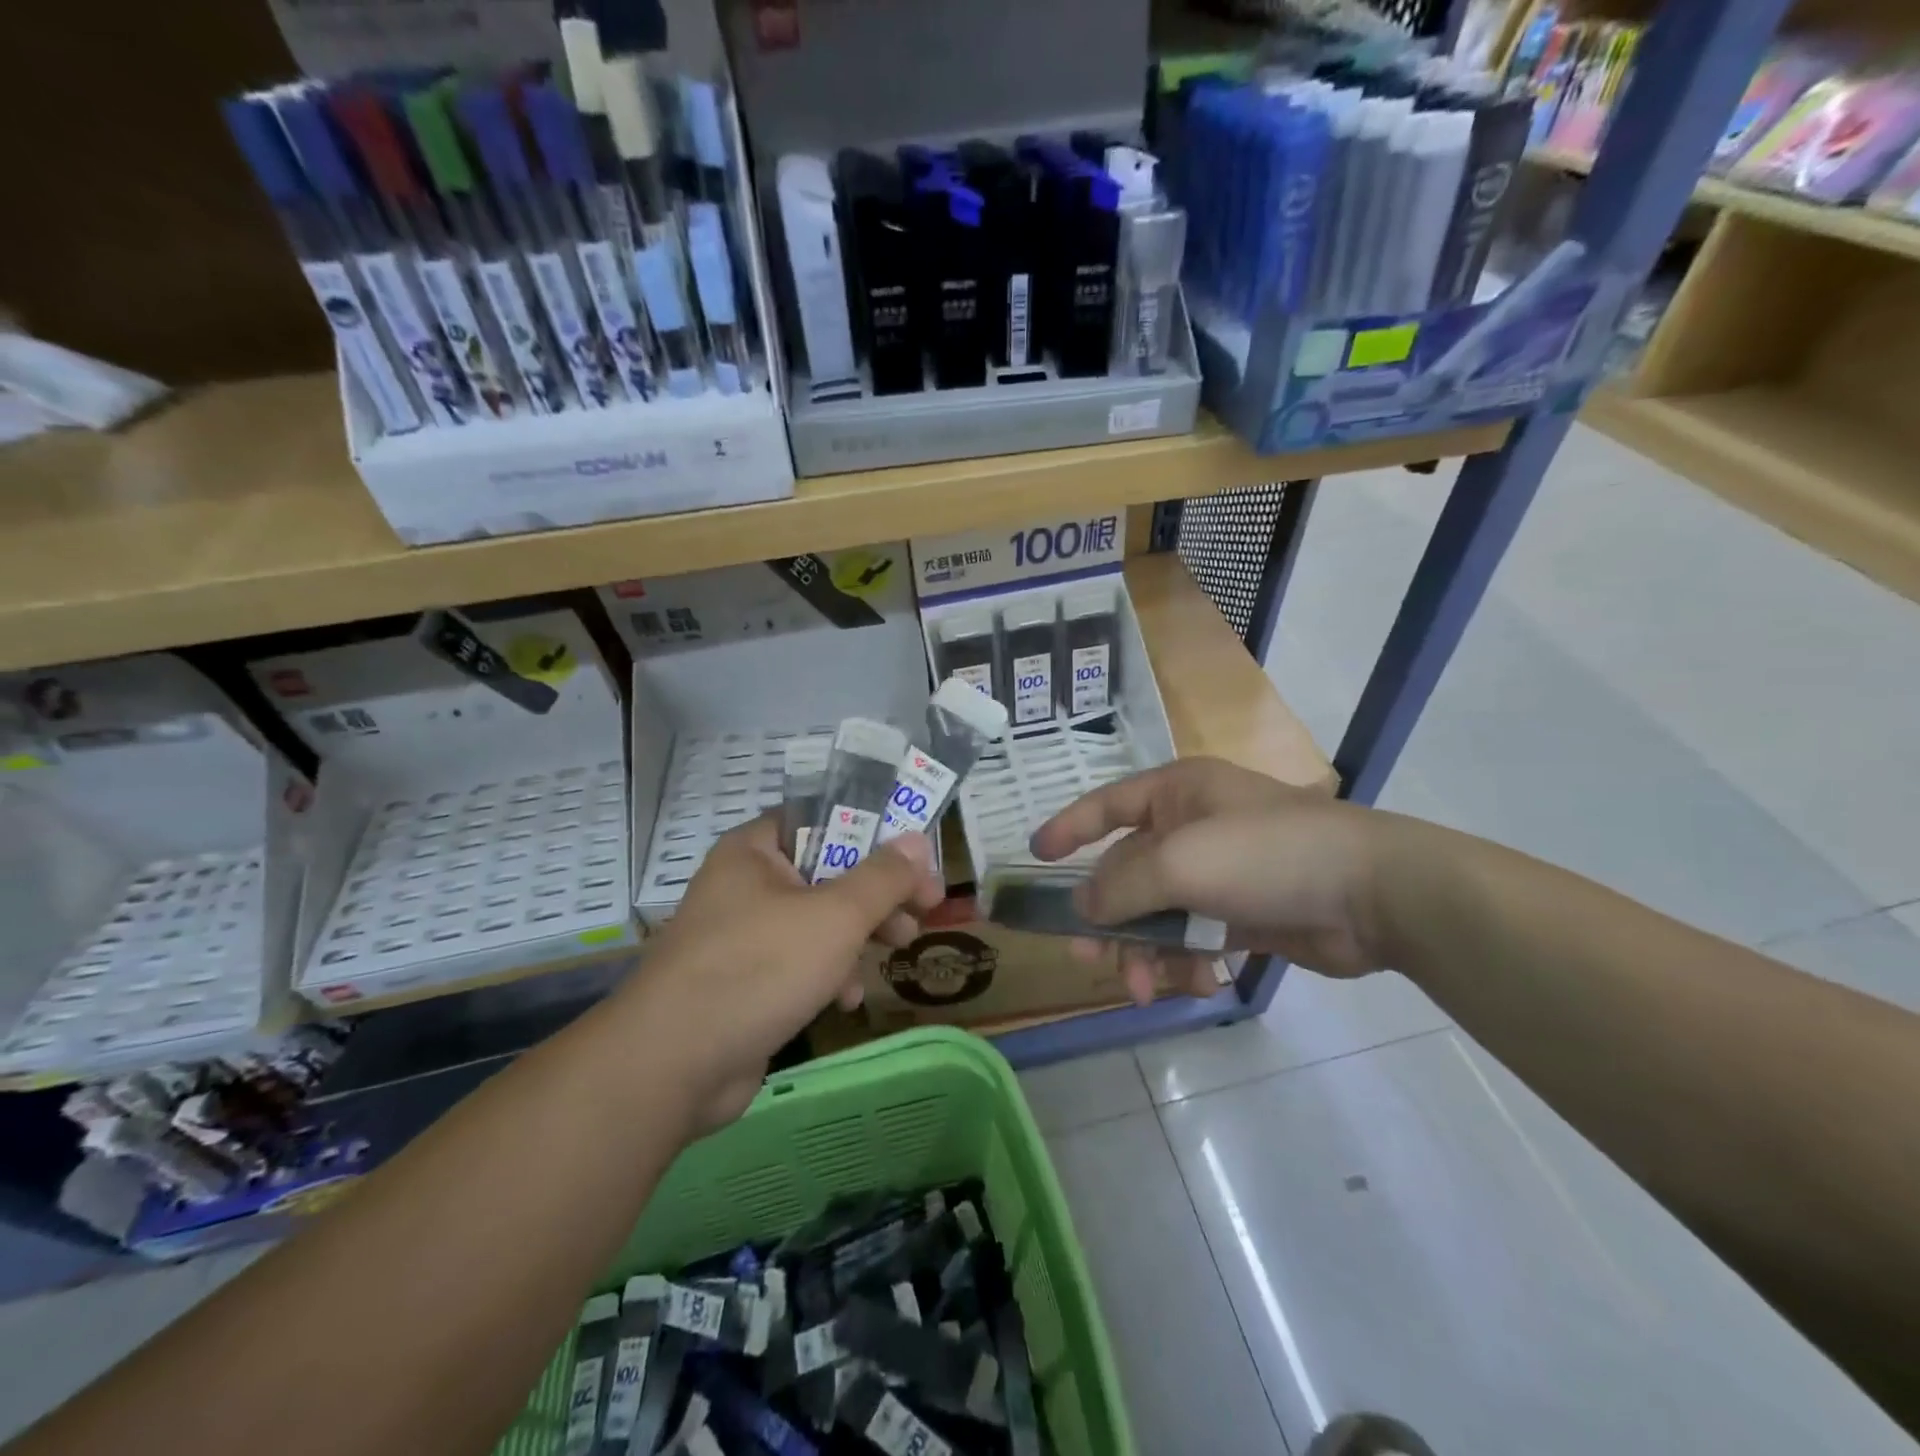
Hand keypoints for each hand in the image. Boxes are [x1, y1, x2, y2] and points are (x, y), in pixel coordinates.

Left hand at [617, 815, 944, 1133]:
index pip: (822, 821)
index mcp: (755, 851)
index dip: (874, 835)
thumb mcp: (836, 915)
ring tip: (898, 948)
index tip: (915, 860)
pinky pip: (797, 963)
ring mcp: (741, 936)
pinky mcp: (744, 983)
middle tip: (923, 909)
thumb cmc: (760, 967)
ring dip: (860, 935)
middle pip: (827, 873)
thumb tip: (919, 841)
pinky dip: (827, 973)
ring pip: (816, 921)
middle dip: (877, 894)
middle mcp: (744, 885)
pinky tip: (845, 999)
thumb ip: (883, 877)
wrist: (673, 1065)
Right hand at [1030, 758, 1390, 1003]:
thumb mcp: (1180, 862)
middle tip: (1086, 959)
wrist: (1372, 894)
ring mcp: (1219, 873)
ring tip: (1145, 988)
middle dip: (1107, 918)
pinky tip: (1196, 982)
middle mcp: (1192, 827)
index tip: (1034, 855)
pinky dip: (1186, 961)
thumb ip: (1121, 884)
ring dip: (1145, 951)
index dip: (1068, 828)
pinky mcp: (1242, 914)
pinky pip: (1193, 937)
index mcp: (1176, 794)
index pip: (1106, 805)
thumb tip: (1081, 907)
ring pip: (1158, 913)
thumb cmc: (1265, 855)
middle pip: (1127, 872)